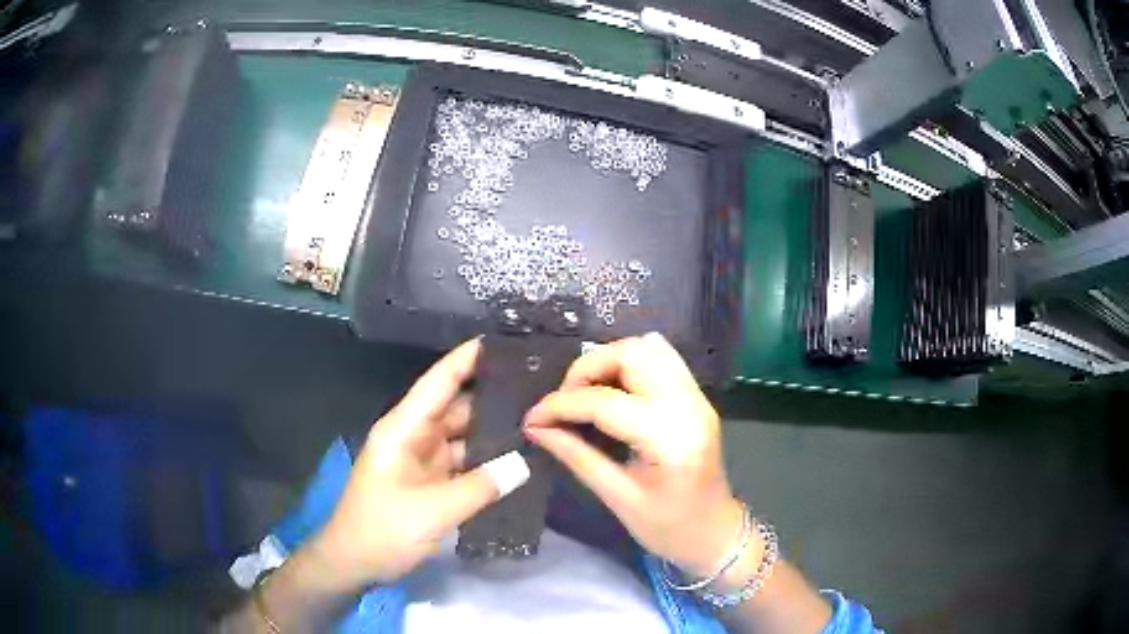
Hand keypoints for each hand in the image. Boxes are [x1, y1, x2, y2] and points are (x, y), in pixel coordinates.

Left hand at [314, 339, 526, 587]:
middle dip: (492, 395)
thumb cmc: (382, 530)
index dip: (467, 359)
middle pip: (457, 406)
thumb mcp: (431, 511)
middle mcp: (414, 436)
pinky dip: (487, 459)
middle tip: (538, 387)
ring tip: (537, 418)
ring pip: (464, 434)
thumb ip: (479, 487)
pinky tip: (518, 457)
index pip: (438, 383)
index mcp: (403, 430)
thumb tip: (523, 463)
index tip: (503, 341)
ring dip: (494, 430)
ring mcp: (423, 459)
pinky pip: (464, 461)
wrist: (354, 562)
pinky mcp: (431, 481)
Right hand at [523, 332, 744, 578]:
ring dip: (609, 361)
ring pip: (648, 347)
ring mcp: (697, 397)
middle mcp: (688, 406)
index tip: (533, 419)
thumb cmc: (667, 528)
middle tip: (564, 402)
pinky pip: (662, 358)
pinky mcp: (697, 397)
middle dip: (586, 370)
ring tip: (585, 393)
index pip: (605, 402)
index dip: (560, 405)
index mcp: (669, 439)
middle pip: (631, 355)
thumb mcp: (617, 498)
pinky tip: (613, 388)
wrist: (715, 533)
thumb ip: (576, 455)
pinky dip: (631, 362)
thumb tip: (536, 428)